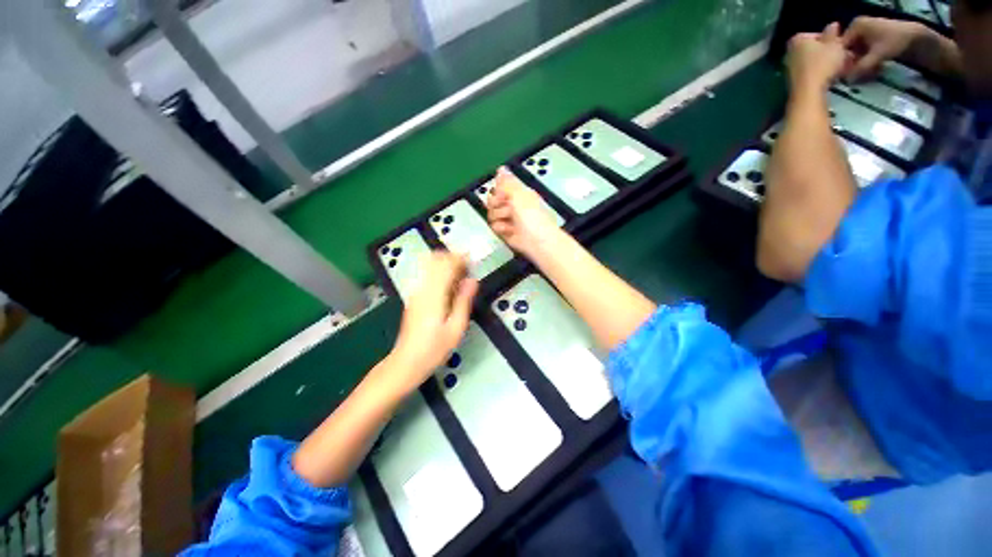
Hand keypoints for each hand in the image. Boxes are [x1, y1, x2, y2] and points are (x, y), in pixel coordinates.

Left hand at [387, 252, 477, 392]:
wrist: (407, 362)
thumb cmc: (435, 348)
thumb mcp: (456, 328)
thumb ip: (464, 301)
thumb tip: (473, 280)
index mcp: (434, 294)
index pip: (446, 264)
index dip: (461, 258)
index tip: (473, 260)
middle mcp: (422, 288)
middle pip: (436, 260)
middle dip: (453, 258)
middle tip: (468, 268)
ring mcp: (415, 291)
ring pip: (429, 265)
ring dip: (446, 263)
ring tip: (460, 274)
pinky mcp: (414, 297)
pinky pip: (426, 275)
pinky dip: (439, 272)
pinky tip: (449, 284)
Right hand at [487, 167, 560, 259]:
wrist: (536, 240)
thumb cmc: (531, 216)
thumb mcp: (519, 194)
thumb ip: (507, 182)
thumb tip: (501, 168)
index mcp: (518, 193)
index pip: (501, 186)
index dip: (498, 189)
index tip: (501, 193)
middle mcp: (513, 205)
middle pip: (493, 199)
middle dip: (496, 204)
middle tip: (505, 207)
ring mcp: (508, 218)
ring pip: (492, 213)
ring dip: (498, 216)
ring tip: (509, 221)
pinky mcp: (505, 231)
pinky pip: (494, 226)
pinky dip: (500, 228)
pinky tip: (508, 230)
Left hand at [787, 23, 849, 92]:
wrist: (808, 91)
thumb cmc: (823, 63)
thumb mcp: (834, 44)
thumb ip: (833, 33)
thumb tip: (832, 24)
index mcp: (797, 39)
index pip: (817, 34)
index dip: (831, 39)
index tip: (841, 45)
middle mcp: (789, 52)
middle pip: (814, 49)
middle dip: (829, 52)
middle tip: (844, 56)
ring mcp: (789, 67)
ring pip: (813, 61)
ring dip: (827, 62)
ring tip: (841, 66)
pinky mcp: (793, 80)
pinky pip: (810, 72)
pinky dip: (820, 72)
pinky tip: (832, 76)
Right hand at [841, 17, 925, 81]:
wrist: (915, 36)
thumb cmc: (896, 41)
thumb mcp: (878, 54)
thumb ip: (862, 67)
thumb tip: (847, 80)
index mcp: (855, 26)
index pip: (840, 47)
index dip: (842, 61)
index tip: (847, 74)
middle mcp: (856, 27)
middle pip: (847, 50)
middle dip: (853, 64)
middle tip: (860, 74)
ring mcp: (863, 32)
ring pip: (854, 53)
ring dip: (859, 64)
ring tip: (869, 71)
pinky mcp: (869, 38)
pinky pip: (861, 52)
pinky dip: (865, 61)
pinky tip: (872, 67)